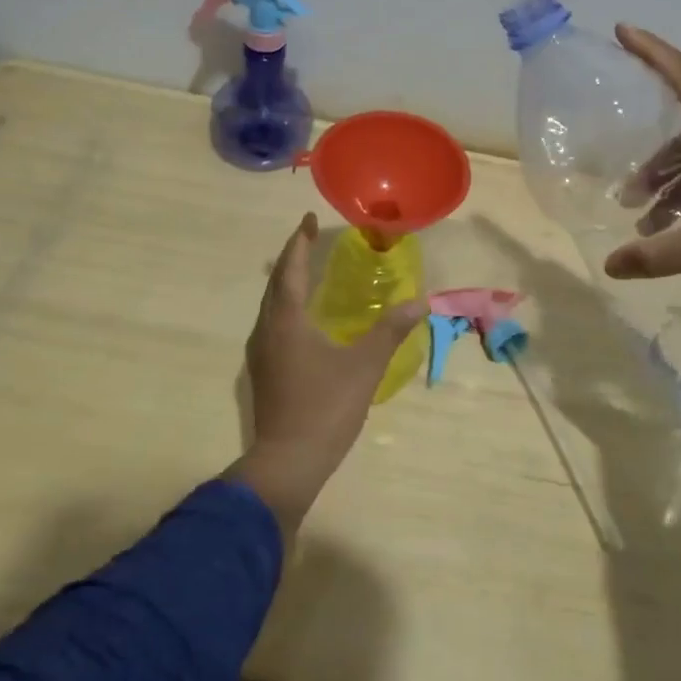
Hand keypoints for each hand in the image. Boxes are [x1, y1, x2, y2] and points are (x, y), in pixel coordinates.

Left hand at [228, 213, 424, 532]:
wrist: (288, 462)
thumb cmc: (326, 407)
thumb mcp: (365, 365)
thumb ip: (391, 330)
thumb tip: (420, 300)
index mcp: (287, 320)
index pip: (291, 269)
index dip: (300, 242)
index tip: (309, 219)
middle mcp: (266, 330)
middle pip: (275, 284)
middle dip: (292, 258)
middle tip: (309, 238)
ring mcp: (260, 353)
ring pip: (270, 306)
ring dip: (286, 284)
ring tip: (306, 272)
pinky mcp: (263, 372)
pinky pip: (271, 324)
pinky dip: (285, 307)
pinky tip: (302, 319)